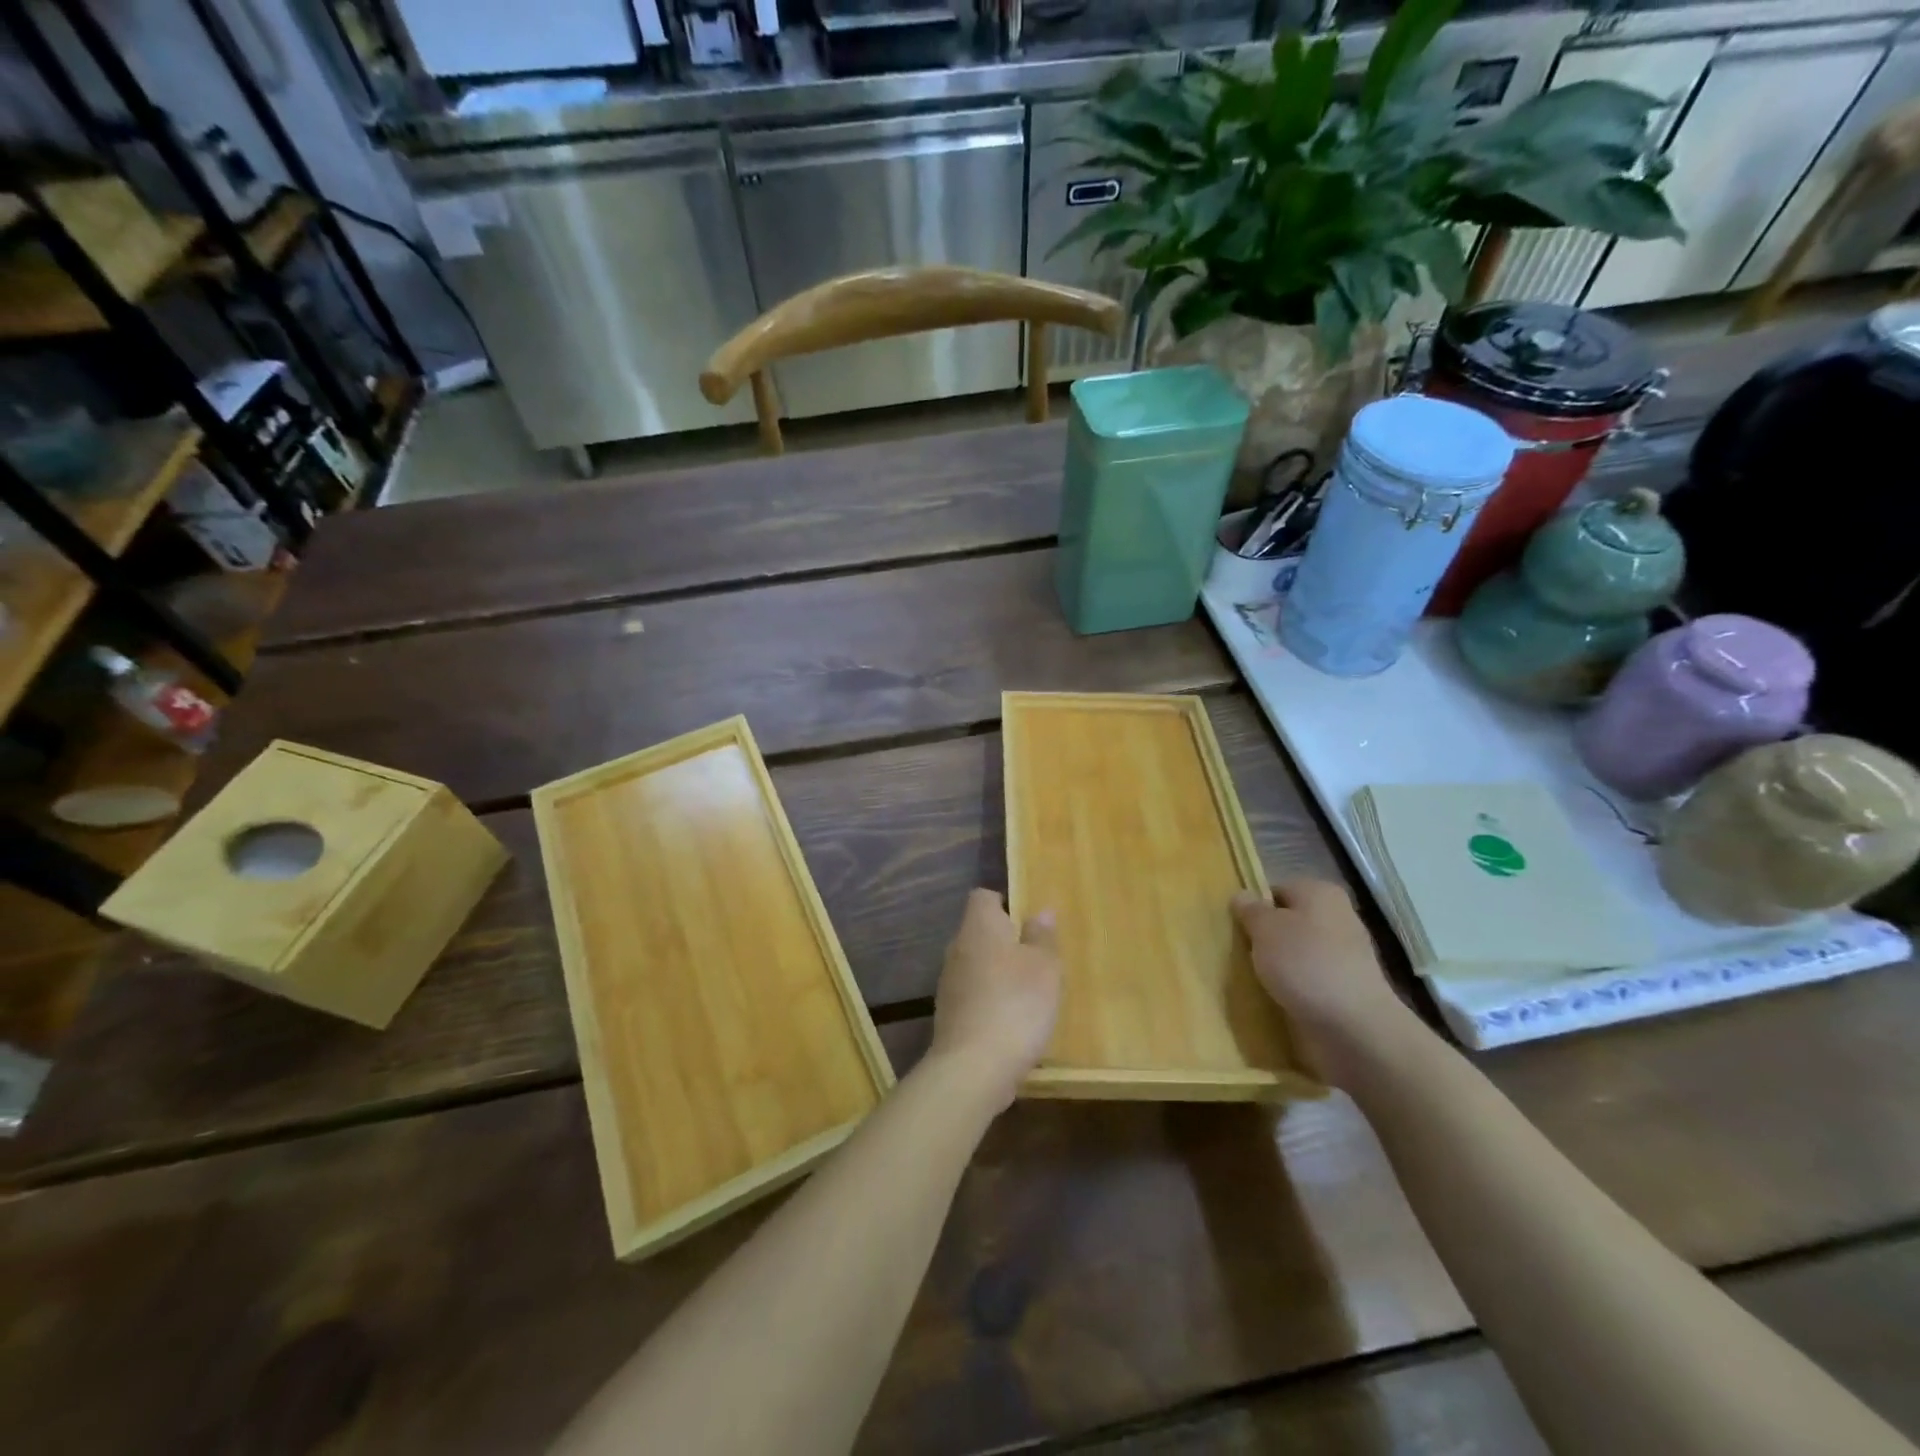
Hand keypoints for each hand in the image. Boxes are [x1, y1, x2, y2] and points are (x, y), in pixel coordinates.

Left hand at [927, 889, 1062, 1109]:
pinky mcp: (948, 1014)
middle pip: (979, 932)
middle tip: (1037, 959)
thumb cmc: (1016, 1004)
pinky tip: (1012, 1021)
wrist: (973, 1067)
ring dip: (998, 974)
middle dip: (1005, 941)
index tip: (1028, 921)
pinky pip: (973, 995)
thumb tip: (1040, 912)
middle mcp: (957, 948)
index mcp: (979, 927)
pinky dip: (990, 1001)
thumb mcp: (1044, 967)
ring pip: (976, 965)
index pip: (983, 897)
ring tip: (1029, 993)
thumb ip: (1042, 937)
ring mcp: (948, 983)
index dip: (1004, 903)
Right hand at [1233, 878, 1412, 1085]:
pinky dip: (1292, 988)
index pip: (1276, 890)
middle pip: (1288, 922)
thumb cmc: (1305, 965)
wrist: (1355, 1028)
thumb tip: (1242, 896)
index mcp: (1320, 893)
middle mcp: (1337, 918)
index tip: (1235, 928)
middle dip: (1265, 938)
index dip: (1254, 907)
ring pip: (1297, 953)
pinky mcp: (1345, 988)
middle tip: (1239, 954)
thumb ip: (1250, 910)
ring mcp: (1345, 955)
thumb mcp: (1265, 929)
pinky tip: (1276, 999)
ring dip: (1277, 966)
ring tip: (1253, 980)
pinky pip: (1308, 980)